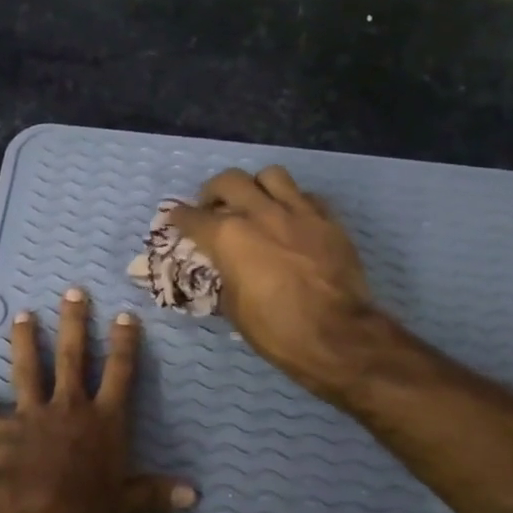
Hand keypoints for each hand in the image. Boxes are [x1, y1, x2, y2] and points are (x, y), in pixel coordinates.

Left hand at [0, 287, 194, 512]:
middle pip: (73, 357)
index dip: (124, 344)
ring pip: (28, 369)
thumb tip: (194, 495)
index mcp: (103, 421)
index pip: (119, 373)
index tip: (124, 315)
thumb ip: (155, 494)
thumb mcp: (125, 503)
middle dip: (74, 323)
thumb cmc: (82, 509)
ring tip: (24, 315)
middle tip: (73, 292)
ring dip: (26, 342)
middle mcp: (69, 407)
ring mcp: (32, 414)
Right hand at [169, 167, 386, 400]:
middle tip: (213, 207)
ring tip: (255, 202)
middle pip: (229, 181)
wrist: (338, 336)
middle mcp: (260, 213)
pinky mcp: (328, 220)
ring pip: (271, 176)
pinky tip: (291, 219)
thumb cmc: (277, 330)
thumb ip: (224, 276)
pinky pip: (306, 196)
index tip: (175, 219)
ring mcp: (298, 212)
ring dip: (256, 186)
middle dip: (213, 191)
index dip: (179, 218)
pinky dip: (293, 203)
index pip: (192, 217)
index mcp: (229, 237)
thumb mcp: (234, 309)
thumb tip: (224, 268)